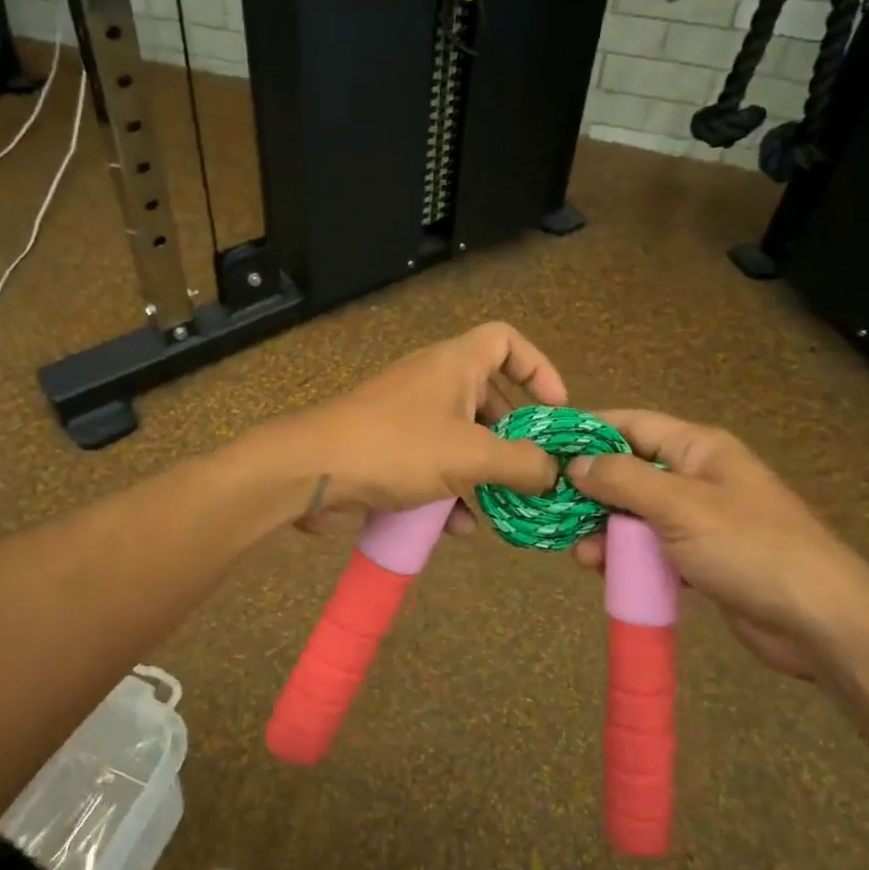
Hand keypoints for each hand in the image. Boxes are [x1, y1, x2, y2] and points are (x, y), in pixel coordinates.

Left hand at [270, 322, 566, 532]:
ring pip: (460, 438)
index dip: (538, 367)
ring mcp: (407, 418)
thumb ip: (520, 463)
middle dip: (513, 433)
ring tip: (507, 504)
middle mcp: (432, 383)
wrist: (311, 471)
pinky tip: (464, 528)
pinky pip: (432, 466)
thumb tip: (554, 472)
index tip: (556, 410)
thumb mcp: (470, 454)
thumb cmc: (397, 447)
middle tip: (534, 467)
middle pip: (487, 396)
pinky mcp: (388, 452)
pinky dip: (452, 492)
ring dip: (485, 470)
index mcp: (454, 365)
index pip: (505, 340)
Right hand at [567, 411, 868, 679]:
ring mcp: (700, 520)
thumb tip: (576, 463)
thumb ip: (623, 480)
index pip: (632, 425)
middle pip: (630, 472)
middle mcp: (697, 477)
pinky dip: (627, 557)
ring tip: (582, 555)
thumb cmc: (749, 547)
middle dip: (591, 492)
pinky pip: (651, 549)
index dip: (589, 431)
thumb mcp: (679, 506)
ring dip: (605, 531)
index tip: (545, 446)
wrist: (819, 620)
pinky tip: (606, 573)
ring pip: (636, 515)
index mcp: (698, 449)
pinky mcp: (701, 558)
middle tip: (554, 512)